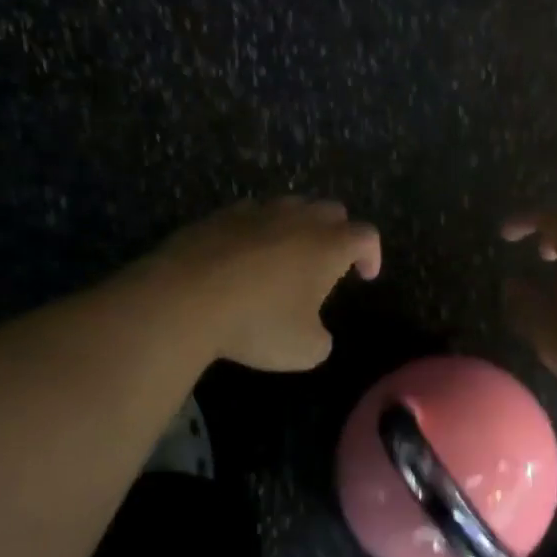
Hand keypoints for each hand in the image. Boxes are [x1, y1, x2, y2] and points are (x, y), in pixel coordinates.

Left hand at [152, 197, 381, 370]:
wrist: (184, 299)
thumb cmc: (257, 323)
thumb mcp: (304, 350)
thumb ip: (321, 339)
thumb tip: (315, 332)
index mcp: (328, 245)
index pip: (366, 235)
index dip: (372, 254)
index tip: (364, 276)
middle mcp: (297, 219)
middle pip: (332, 210)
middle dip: (338, 233)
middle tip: (328, 263)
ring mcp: (256, 212)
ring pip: (290, 206)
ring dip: (297, 227)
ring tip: (285, 258)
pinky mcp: (219, 216)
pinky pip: (250, 215)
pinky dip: (257, 231)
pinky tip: (243, 257)